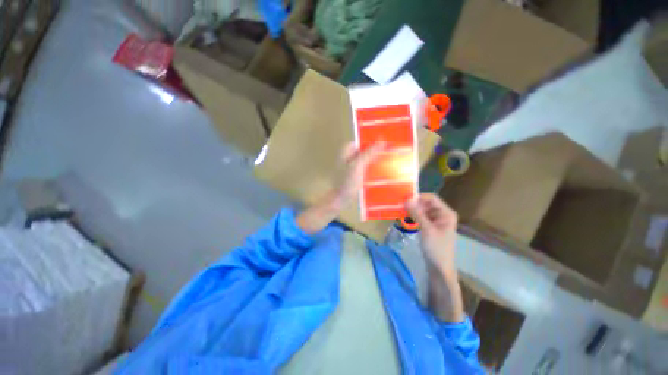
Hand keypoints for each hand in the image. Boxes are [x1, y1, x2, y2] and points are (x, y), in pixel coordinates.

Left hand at [333, 141, 385, 206]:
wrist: (341, 199)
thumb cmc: (347, 181)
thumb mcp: (359, 165)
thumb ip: (369, 153)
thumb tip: (382, 141)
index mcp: (347, 150)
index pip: (361, 140)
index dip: (373, 140)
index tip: (385, 141)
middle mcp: (349, 155)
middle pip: (365, 149)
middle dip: (376, 150)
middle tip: (390, 151)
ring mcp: (353, 165)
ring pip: (367, 158)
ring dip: (376, 159)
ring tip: (390, 159)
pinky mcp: (357, 173)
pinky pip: (366, 166)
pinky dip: (373, 166)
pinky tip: (383, 169)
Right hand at [407, 193, 463, 322]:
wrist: (440, 269)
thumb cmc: (436, 248)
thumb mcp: (426, 229)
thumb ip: (417, 213)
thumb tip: (406, 199)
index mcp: (446, 213)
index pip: (431, 198)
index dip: (418, 197)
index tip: (404, 198)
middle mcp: (442, 215)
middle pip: (426, 203)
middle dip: (414, 203)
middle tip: (400, 205)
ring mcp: (436, 221)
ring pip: (422, 210)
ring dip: (412, 210)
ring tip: (400, 210)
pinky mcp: (430, 227)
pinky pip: (421, 217)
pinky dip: (413, 216)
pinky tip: (405, 217)